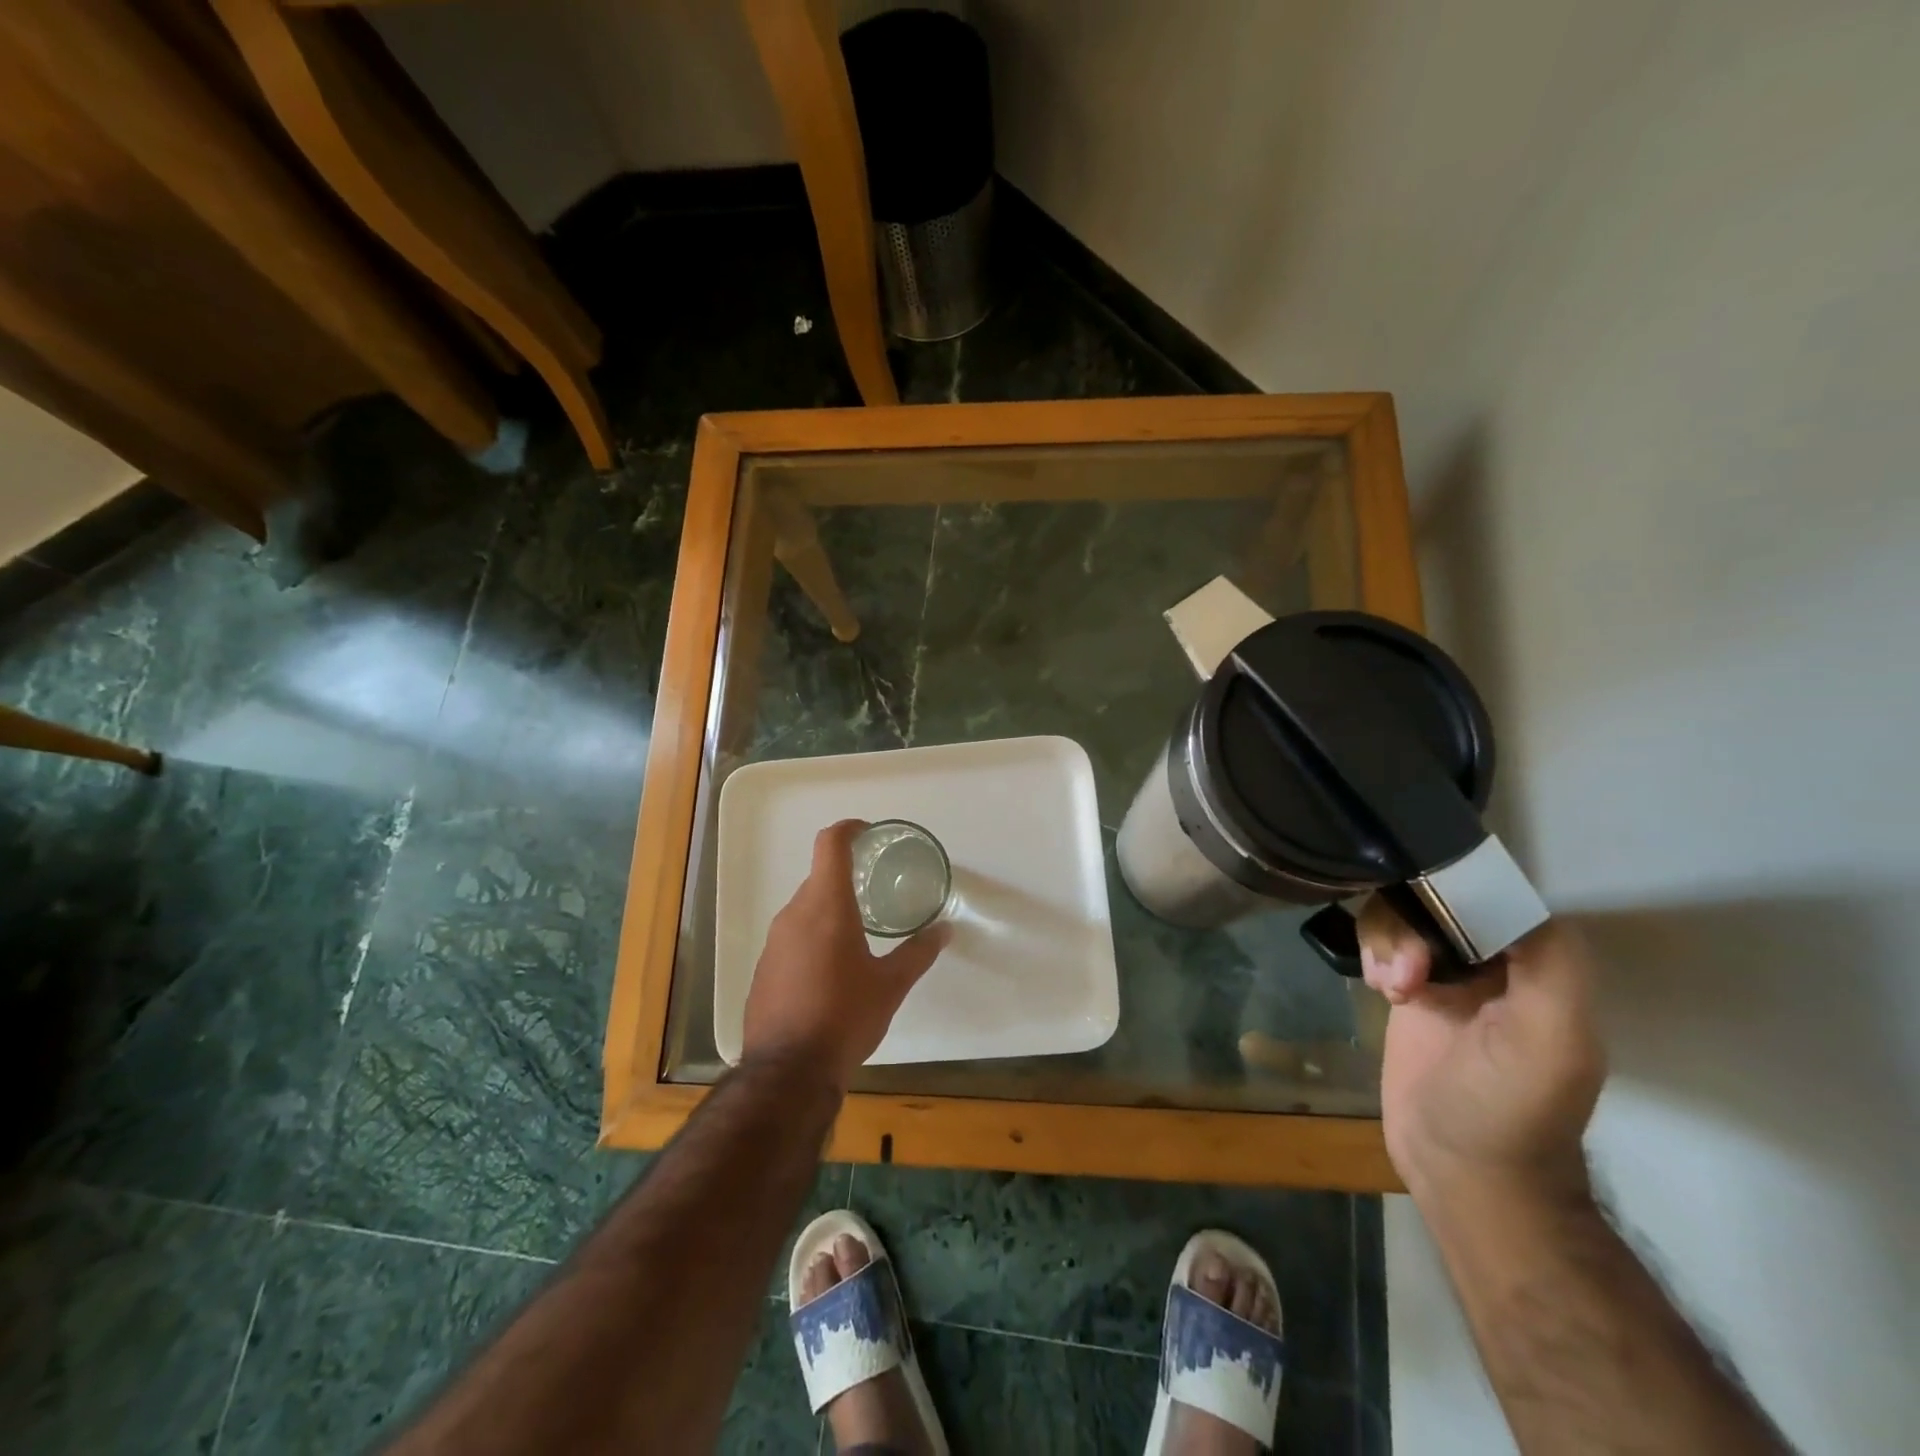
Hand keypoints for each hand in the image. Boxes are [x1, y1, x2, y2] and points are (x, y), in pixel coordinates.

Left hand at [741, 820, 947, 1091]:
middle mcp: (794, 914)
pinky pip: (792, 937)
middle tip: (877, 893)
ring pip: (806, 909)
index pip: (831, 844)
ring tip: (860, 934)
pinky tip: (832, 971)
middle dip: (848, 879)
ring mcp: (773, 941)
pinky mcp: (764, 968)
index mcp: (827, 905)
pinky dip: (814, 938)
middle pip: (820, 878)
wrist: (787, 1072)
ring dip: (831, 911)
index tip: (868, 833)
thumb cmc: (845, 1017)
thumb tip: (944, 930)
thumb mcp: (891, 985)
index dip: (849, 829)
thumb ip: (918, 952)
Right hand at [1358, 900, 1605, 1208]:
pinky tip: (1378, 989)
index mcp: (1540, 967)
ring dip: (1388, 942)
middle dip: (1412, 927)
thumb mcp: (1552, 1042)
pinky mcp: (1409, 989)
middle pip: (1439, 899)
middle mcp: (1495, 961)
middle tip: (1406, 973)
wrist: (1461, 1171)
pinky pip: (1384, 942)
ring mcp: (1448, 975)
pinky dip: (1374, 954)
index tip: (1432, 930)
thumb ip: (1551, 966)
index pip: (1494, 894)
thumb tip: (1509, 897)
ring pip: (1406, 916)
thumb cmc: (1510, 1109)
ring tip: (1390, 988)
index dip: (1456, 899)